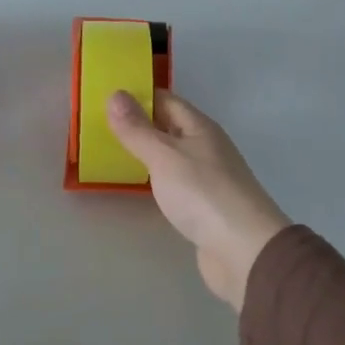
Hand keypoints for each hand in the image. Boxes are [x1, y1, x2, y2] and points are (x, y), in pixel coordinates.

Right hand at [107, 89, 290, 311]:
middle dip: (138, 123)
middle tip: (98, 124)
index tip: (104, 96)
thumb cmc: (203, 194)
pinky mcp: (204, 205)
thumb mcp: (164, 156)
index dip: (137, 95)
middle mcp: (205, 146)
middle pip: (168, 126)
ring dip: (145, 152)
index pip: (165, 100)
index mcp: (200, 127)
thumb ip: (137, 129)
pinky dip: (155, 178)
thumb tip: (115, 93)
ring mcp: (207, 177)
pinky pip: (174, 181)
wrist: (245, 251)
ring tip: (110, 152)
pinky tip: (137, 185)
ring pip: (171, 155)